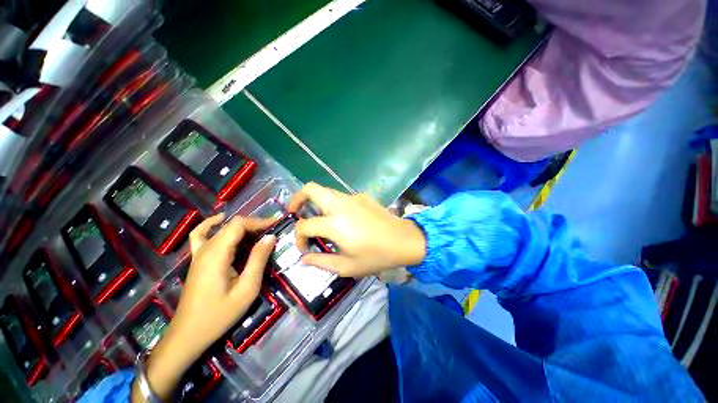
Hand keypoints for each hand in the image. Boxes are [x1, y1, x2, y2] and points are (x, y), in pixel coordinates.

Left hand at [133, 214, 275, 401]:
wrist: (188, 334)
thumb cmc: (219, 315)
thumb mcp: (246, 289)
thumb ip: (258, 260)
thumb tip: (271, 237)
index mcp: (217, 255)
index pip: (239, 225)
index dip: (259, 222)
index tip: (276, 225)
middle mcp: (206, 249)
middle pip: (231, 225)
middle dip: (254, 224)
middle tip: (272, 231)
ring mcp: (198, 254)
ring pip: (221, 229)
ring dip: (241, 227)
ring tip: (259, 231)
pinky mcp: (197, 260)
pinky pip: (202, 235)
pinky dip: (211, 224)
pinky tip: (220, 220)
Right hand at [289, 183, 425, 277]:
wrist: (404, 240)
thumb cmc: (376, 256)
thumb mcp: (347, 266)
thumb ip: (322, 262)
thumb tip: (305, 258)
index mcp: (335, 223)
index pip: (304, 225)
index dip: (298, 237)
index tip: (304, 247)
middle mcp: (340, 205)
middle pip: (311, 188)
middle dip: (298, 198)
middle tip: (297, 213)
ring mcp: (353, 197)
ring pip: (326, 191)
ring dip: (316, 202)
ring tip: (319, 218)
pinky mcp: (363, 196)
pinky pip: (342, 197)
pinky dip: (335, 205)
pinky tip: (345, 219)